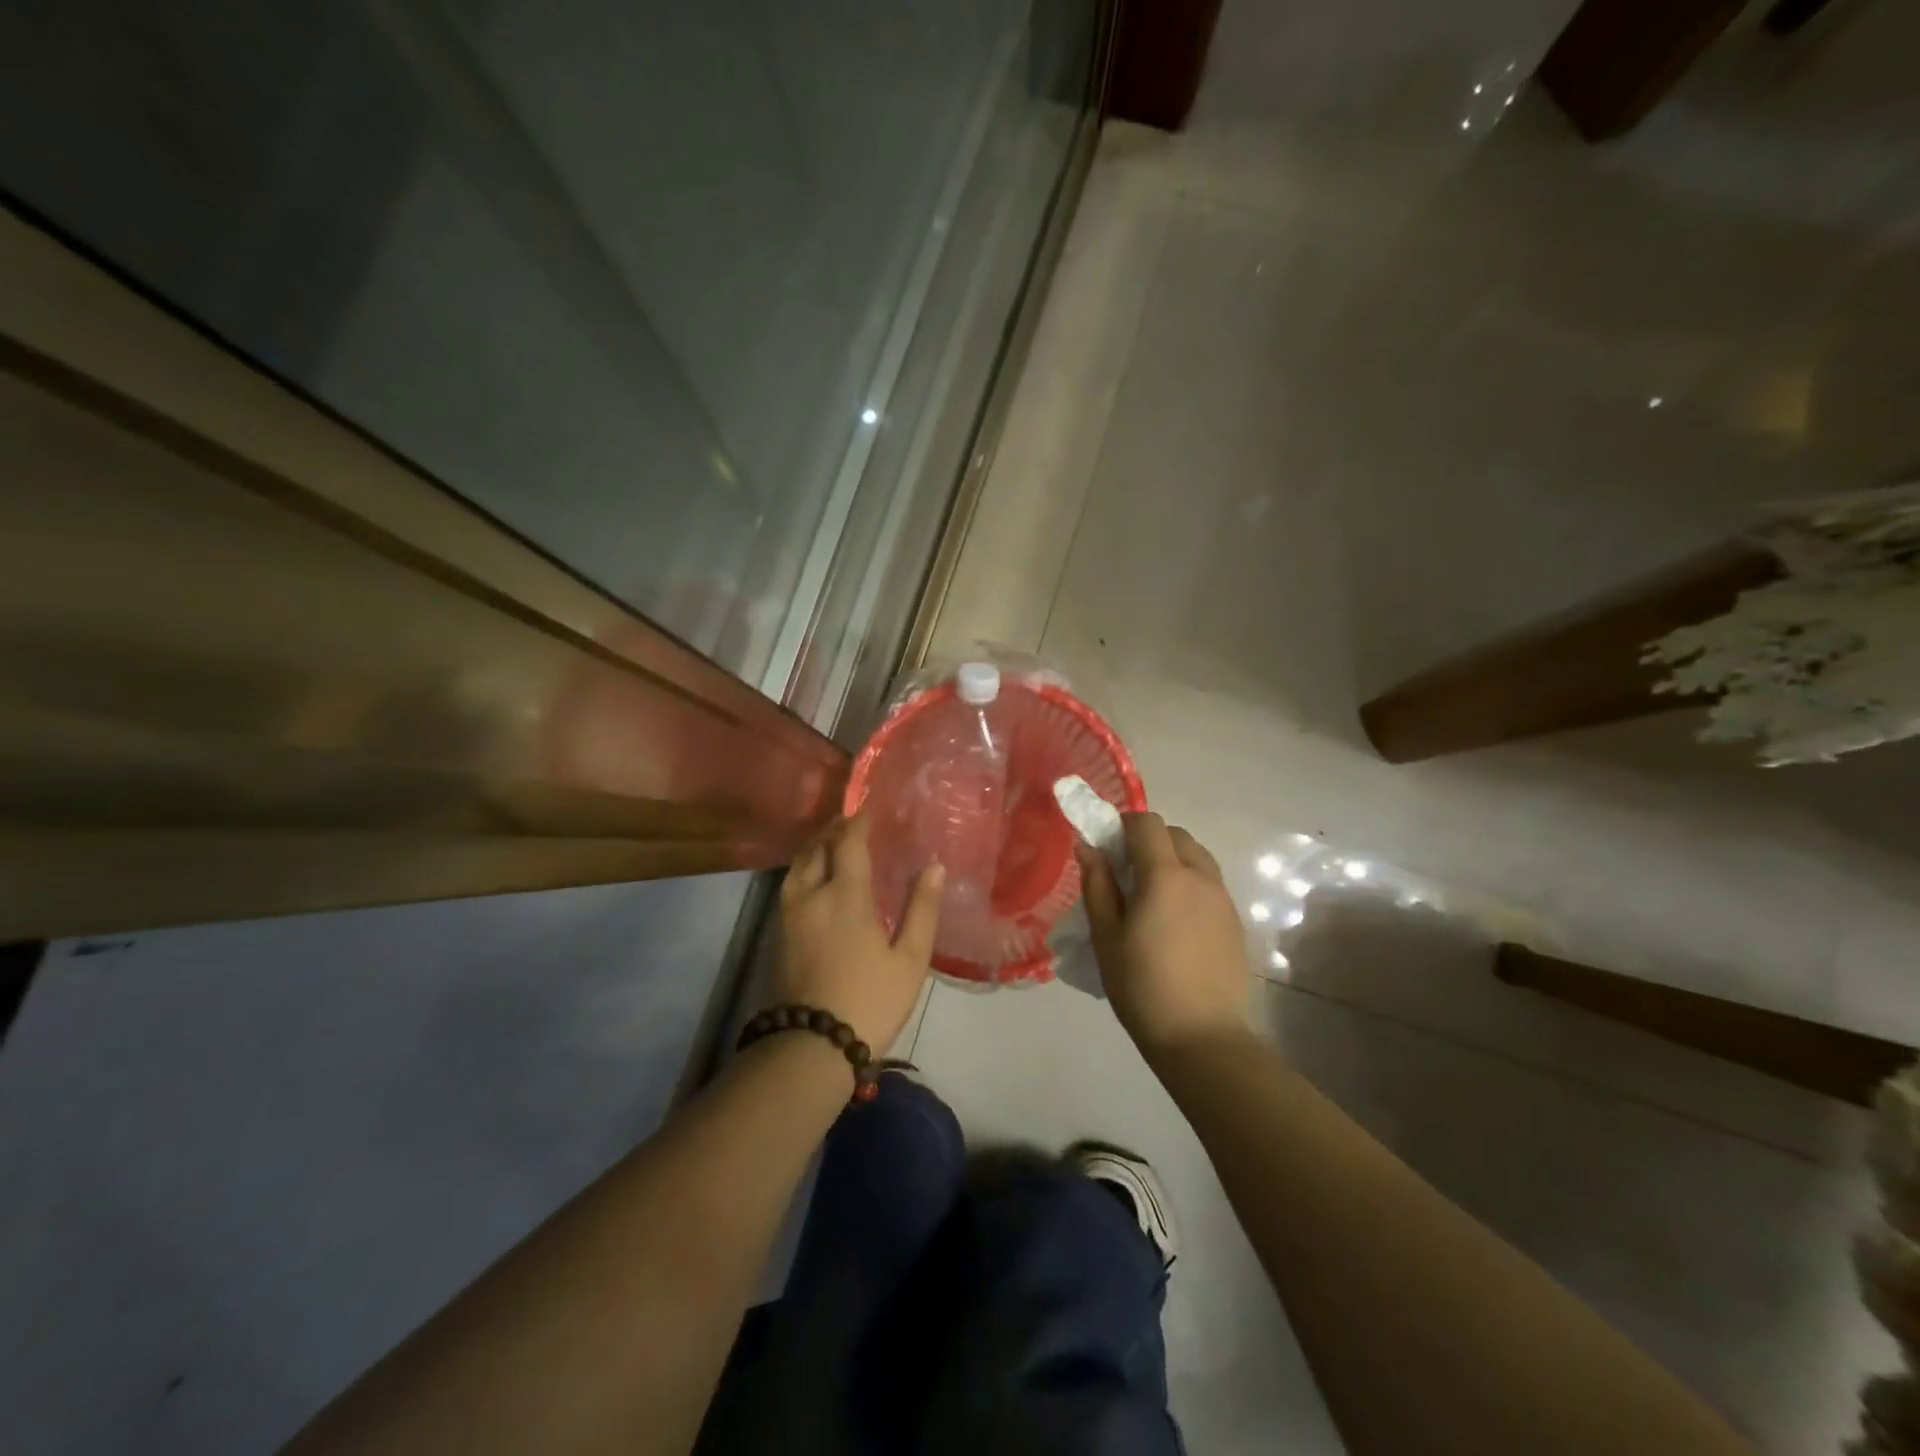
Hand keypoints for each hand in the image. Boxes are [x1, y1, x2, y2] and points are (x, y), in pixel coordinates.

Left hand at [774, 813, 943, 1053]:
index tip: (870, 808)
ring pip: (797, 866)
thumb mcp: (909, 959)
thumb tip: (935, 867)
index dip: (859, 821)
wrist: (812, 1046)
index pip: (848, 843)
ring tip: (832, 843)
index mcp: (845, 896)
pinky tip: (816, 878)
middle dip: (833, 830)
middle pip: (817, 848)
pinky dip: (804, 869)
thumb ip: (922, 909)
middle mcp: (811, 895)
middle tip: (852, 821)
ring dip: (815, 847)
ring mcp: (789, 915)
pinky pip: (790, 885)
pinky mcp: (778, 934)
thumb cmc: (870, 1000)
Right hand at [1078, 813, 1251, 1060]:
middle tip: (1125, 873)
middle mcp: (1200, 876)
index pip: (1147, 823)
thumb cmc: (1143, 987)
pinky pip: (1210, 883)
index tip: (1107, 847)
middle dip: (1148, 840)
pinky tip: (1175, 921)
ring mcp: (1223, 898)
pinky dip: (1189, 883)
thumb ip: (1097, 885)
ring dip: (1172, 859)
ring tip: (1151, 897)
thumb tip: (1088, 847)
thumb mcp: (1107, 936)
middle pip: (1175, 834)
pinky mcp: (1235, 921)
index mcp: (1165, 875)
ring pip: (1197, 856)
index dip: (1124, 825)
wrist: (1203, 1038)